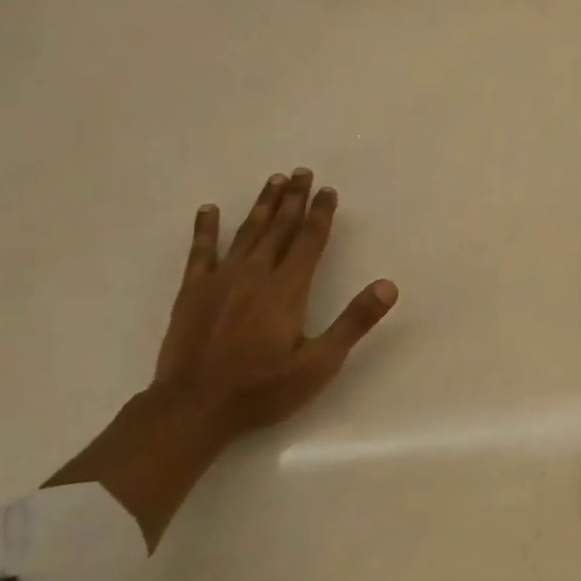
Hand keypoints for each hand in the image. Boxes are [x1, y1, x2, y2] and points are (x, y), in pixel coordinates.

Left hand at [46, 168, 395, 548]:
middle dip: (293, 199)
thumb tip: (388, 286)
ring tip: (273, 180)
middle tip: (301, 171)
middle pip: (278, 228)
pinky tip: (209, 210)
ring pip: (246, 233)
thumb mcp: (320, 363)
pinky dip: (205, 229)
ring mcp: (220, 281)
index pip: (309, 241)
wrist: (193, 408)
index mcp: (287, 290)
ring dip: (261, 205)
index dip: (321, 214)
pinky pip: (200, 252)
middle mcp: (255, 275)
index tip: (328, 190)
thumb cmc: (262, 388)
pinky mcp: (193, 292)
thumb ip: (354, 321)